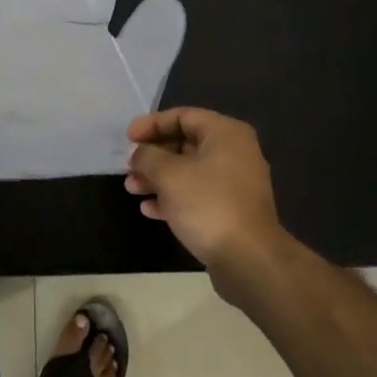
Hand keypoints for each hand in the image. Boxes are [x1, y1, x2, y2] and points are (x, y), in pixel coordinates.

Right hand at [126, 108, 284, 281]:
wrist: (249, 259)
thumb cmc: (207, 204)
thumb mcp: (168, 174)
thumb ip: (147, 156)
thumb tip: (138, 153)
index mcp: (225, 134)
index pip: (183, 116)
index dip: (151, 124)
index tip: (128, 138)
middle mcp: (235, 153)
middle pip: (185, 144)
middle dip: (153, 155)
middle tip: (128, 166)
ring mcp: (235, 184)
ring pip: (189, 171)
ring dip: (158, 178)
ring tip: (132, 189)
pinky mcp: (232, 211)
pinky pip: (197, 195)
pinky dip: (174, 198)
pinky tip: (150, 210)